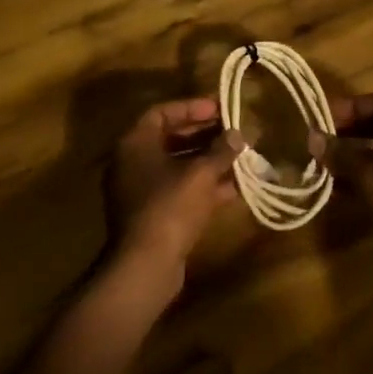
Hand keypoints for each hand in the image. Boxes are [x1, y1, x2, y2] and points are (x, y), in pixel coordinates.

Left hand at [104, 97, 239, 302]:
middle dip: (204, 135)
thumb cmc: (170, 206)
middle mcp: (133, 163)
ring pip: (178, 167)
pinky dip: (204, 186)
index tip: (219, 108)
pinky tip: (234, 187)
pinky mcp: (152, 216)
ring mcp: (141, 191)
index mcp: (135, 143)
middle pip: (171, 138)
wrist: (146, 266)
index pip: (162, 112)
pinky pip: (180, 191)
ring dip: (208, 161)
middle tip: (233, 131)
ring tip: (239, 156)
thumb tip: (237, 135)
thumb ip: (220, 150)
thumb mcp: (201, 173)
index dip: (192, 107)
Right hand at [321, 93, 372, 265]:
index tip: (323, 117)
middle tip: (324, 138)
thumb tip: (312, 137)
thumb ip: (340, 154)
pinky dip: (372, 172)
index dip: (349, 107)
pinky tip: (346, 186)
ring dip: (359, 153)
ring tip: (330, 162)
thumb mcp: (369, 176)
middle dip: (352, 129)